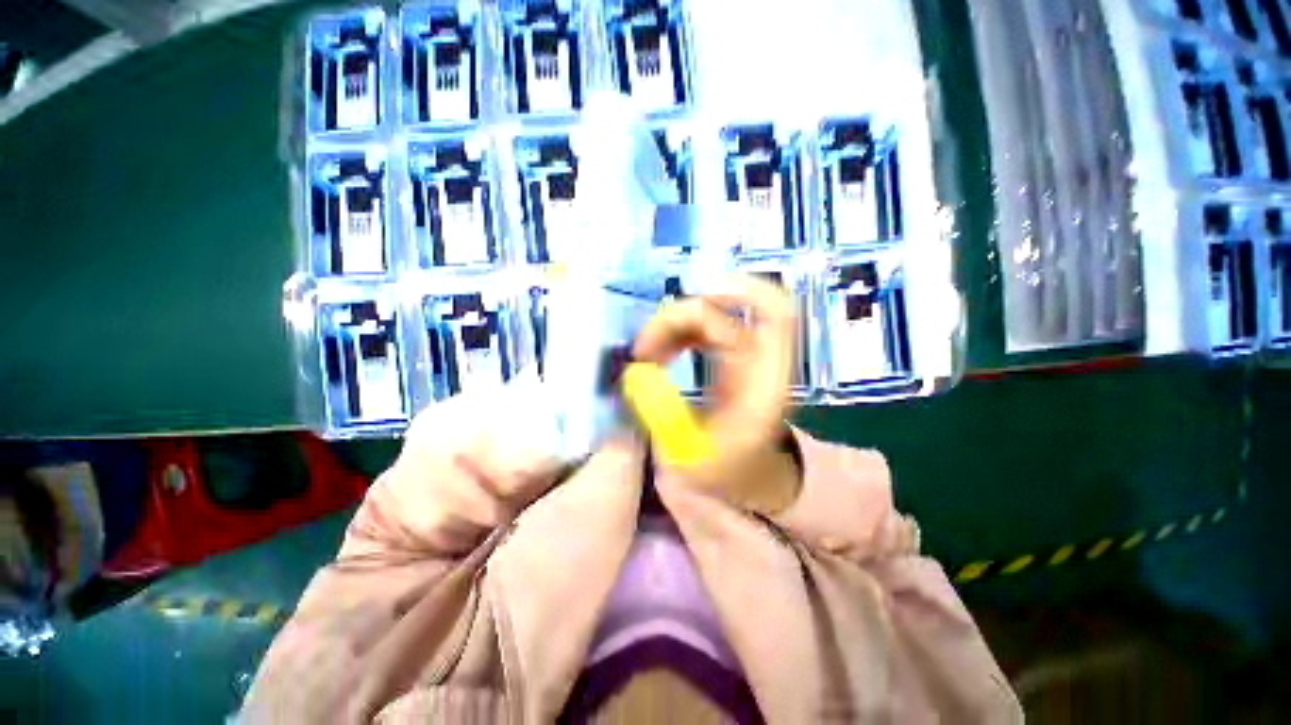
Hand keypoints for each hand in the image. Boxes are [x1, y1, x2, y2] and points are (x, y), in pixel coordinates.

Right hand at [633, 274, 800, 513]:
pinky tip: (656, 354)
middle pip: (726, 309)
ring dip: (670, 326)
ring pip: (709, 314)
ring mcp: (744, 352)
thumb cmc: (728, 471)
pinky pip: (701, 328)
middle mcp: (759, 357)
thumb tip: (638, 376)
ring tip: (644, 356)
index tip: (700, 294)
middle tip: (643, 348)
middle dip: (678, 317)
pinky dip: (674, 333)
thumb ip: (665, 416)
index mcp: (766, 379)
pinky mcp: (729, 354)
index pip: (775, 314)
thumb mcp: (694, 455)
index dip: (744, 291)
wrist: (746, 476)